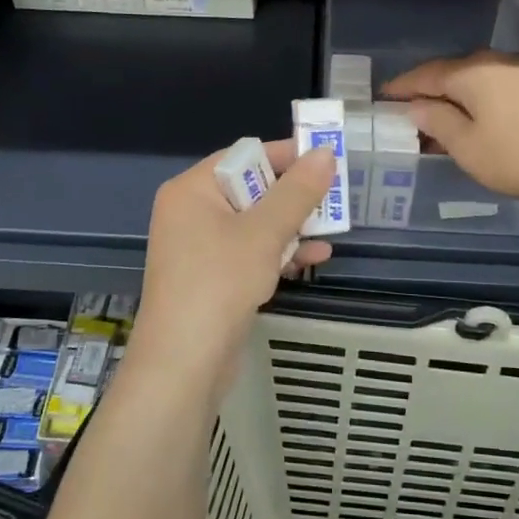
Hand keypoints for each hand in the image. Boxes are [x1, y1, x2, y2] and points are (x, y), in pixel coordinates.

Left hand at [130, 139, 335, 395]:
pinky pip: (250, 252)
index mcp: (192, 189)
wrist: (183, 364)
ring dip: (292, 227)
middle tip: (335, 199)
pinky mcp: (212, 277)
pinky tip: (314, 258)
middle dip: (294, 197)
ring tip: (332, 232)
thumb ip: (297, 192)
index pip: (245, 156)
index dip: (287, 156)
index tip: (328, 161)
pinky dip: (278, 252)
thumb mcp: (264, 233)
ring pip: (255, 223)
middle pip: (252, 189)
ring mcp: (200, 247)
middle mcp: (191, 211)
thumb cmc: (219, 284)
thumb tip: (325, 153)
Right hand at [382, 52, 518, 211]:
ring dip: (459, 101)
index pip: (425, 75)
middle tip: (412, 119)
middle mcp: (497, 62)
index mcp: (471, 72)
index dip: (402, 88)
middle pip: (453, 74)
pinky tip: (484, 124)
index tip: (383, 99)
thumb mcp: (469, 148)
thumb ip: (438, 123)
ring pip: (479, 82)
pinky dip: (484, 103)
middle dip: (430, 95)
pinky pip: (501, 89)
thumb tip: (417, 108)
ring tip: (447, 127)